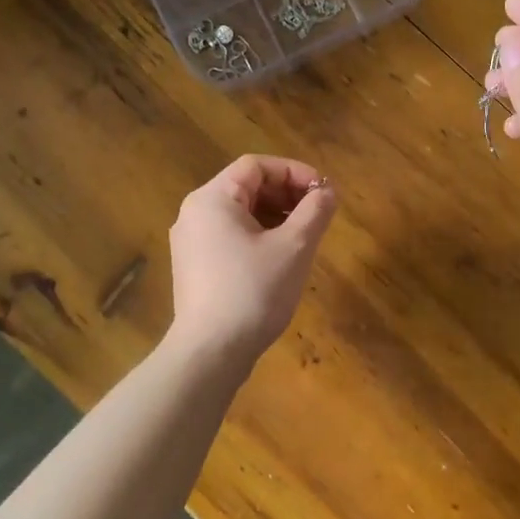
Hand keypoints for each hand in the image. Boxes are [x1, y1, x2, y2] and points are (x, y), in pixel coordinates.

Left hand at [167, 155, 337, 369]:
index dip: (294, 172)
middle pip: (246, 186)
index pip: (256, 166)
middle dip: (286, 194)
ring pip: (240, 213)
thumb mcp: (294, 247)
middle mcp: (195, 213)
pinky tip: (280, 258)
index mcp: (212, 199)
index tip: (323, 192)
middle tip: (318, 213)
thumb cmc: (253, 291)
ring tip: (304, 236)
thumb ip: (315, 211)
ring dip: (275, 215)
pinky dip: (258, 236)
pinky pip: (230, 236)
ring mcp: (190, 242)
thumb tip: (328, 191)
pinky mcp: (194, 267)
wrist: (211, 353)